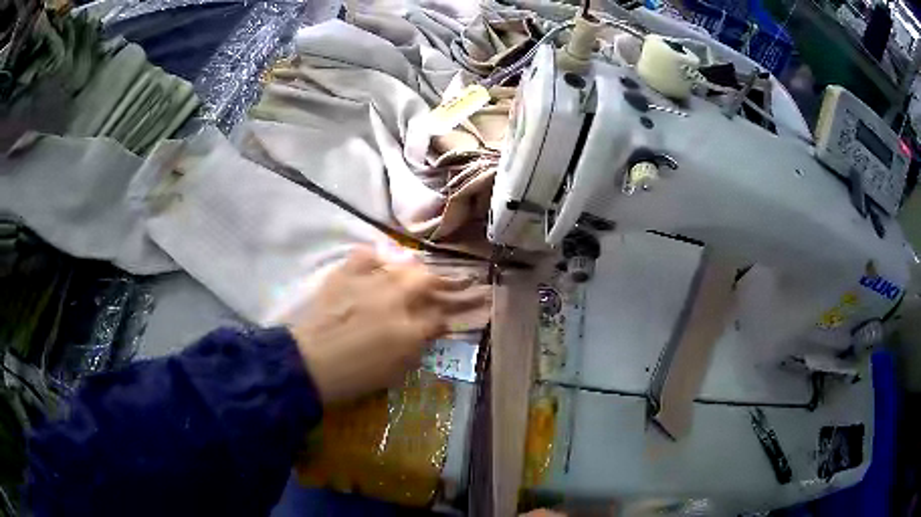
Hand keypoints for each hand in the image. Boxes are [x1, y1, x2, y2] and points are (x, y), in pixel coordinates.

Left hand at [289, 246, 488, 403]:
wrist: (309, 363)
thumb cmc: (353, 377)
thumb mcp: (394, 373)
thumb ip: (416, 349)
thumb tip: (427, 331)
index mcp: (409, 332)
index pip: (440, 317)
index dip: (447, 316)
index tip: (447, 316)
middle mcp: (395, 301)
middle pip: (428, 280)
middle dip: (440, 282)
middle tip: (443, 286)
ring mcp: (370, 284)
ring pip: (402, 265)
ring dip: (411, 271)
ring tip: (412, 276)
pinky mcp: (346, 274)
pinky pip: (367, 255)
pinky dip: (375, 259)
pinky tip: (376, 267)